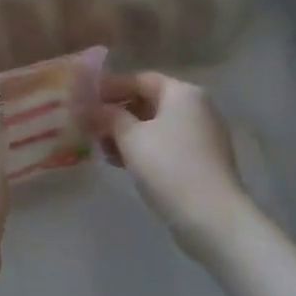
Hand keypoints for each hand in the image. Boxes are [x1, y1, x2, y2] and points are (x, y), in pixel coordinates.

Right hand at [99, 72, 251, 259]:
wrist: (211, 216)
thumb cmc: (168, 167)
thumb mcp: (130, 137)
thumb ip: (109, 116)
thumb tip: (93, 107)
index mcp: (182, 93)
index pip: (140, 79)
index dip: (110, 87)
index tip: (84, 100)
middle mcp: (197, 107)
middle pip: (149, 101)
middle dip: (118, 113)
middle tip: (91, 127)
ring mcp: (203, 134)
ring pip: (157, 125)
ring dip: (128, 133)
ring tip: (103, 150)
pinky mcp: (203, 159)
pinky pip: (167, 144)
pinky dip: (144, 148)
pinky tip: (124, 164)